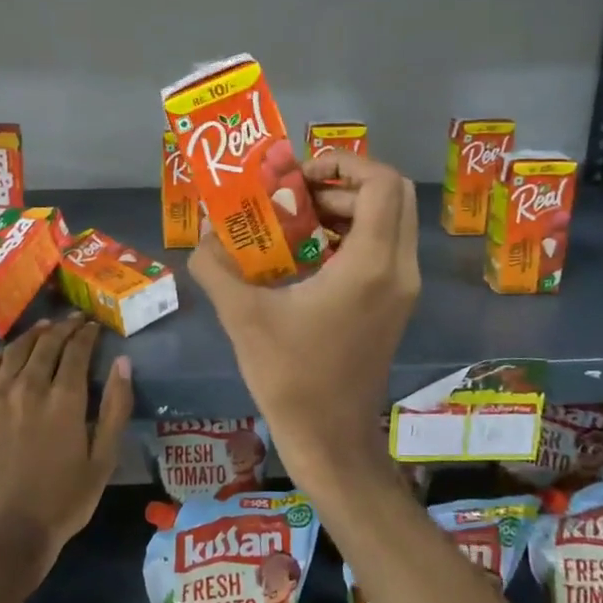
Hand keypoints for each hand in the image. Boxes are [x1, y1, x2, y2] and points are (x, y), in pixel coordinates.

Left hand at [0, 314, 132, 582]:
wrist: (0, 536)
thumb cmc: (60, 503)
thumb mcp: (102, 461)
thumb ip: (116, 408)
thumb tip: (122, 363)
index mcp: (64, 399)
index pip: (77, 351)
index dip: (87, 335)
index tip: (93, 326)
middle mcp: (29, 386)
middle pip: (47, 344)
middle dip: (64, 328)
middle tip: (74, 321)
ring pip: (16, 350)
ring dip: (34, 335)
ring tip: (45, 328)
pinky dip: (1, 353)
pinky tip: (8, 352)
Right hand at [188, 151, 419, 492]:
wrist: (331, 439)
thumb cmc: (291, 377)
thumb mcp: (244, 317)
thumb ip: (217, 268)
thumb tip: (201, 234)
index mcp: (370, 264)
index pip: (383, 183)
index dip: (345, 163)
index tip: (299, 175)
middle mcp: (398, 269)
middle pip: (393, 195)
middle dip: (345, 182)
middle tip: (296, 193)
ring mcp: (402, 289)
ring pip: (390, 221)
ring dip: (348, 208)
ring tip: (297, 220)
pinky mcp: (395, 305)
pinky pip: (383, 248)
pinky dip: (352, 235)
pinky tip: (308, 254)